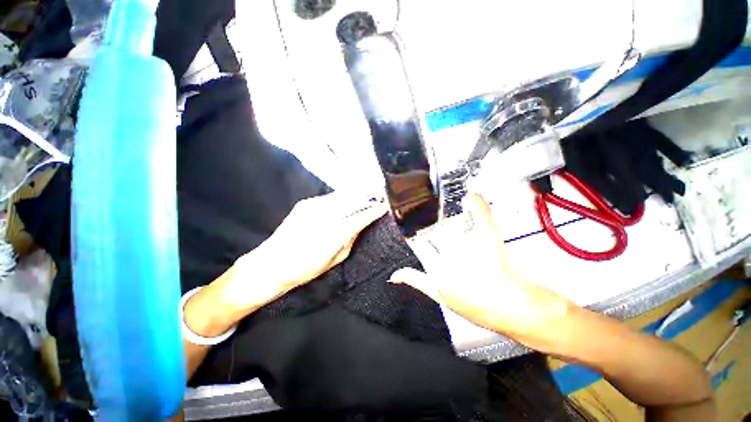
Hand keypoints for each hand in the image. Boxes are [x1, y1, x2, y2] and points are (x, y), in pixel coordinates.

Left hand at [214, 191, 387, 318]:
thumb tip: (360, 225)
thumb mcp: (335, 260)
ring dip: (356, 195)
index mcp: (334, 233)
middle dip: (367, 198)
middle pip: (353, 200)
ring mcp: (313, 206)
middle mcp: (325, 215)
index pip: (361, 216)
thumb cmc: (305, 269)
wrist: (272, 263)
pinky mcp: (305, 203)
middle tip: (377, 199)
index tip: (384, 207)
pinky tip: (347, 201)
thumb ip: (350, 240)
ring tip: (366, 197)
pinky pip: (331, 197)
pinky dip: (342, 197)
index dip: (374, 210)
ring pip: (343, 195)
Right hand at [389, 192, 574, 352]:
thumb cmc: (478, 306)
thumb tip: (395, 275)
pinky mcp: (488, 239)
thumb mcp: (440, 296)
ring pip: (450, 223)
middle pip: (432, 232)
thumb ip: (417, 280)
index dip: (412, 233)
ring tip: (436, 206)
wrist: (514, 309)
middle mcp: (449, 255)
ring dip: (442, 214)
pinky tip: (471, 194)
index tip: (409, 225)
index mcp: (436, 269)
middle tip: (422, 214)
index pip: (418, 244)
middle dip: (426, 224)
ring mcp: (469, 246)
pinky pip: (480, 215)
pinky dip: (476, 203)